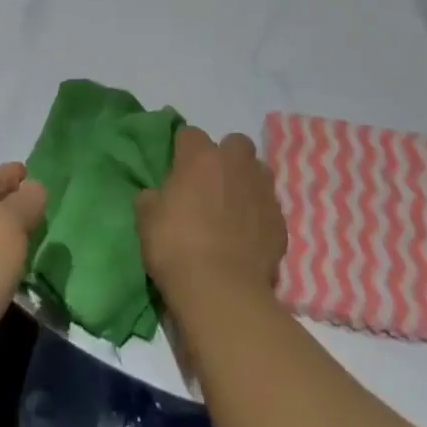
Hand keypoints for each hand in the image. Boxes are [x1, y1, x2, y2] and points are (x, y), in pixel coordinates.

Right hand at [136, 130, 286, 307]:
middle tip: (210, 183)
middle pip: (235, 143)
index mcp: (200, 157)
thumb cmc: (176, 246)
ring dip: (247, 181)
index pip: (190, 134)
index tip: (176, 170)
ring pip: (258, 171)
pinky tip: (248, 236)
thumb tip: (157, 196)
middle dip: (225, 157)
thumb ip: (152, 198)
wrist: (221, 291)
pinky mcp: (280, 222)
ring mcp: (262, 192)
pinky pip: (269, 207)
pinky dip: (259, 215)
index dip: (182, 150)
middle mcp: (235, 165)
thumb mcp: (146, 219)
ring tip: (233, 207)